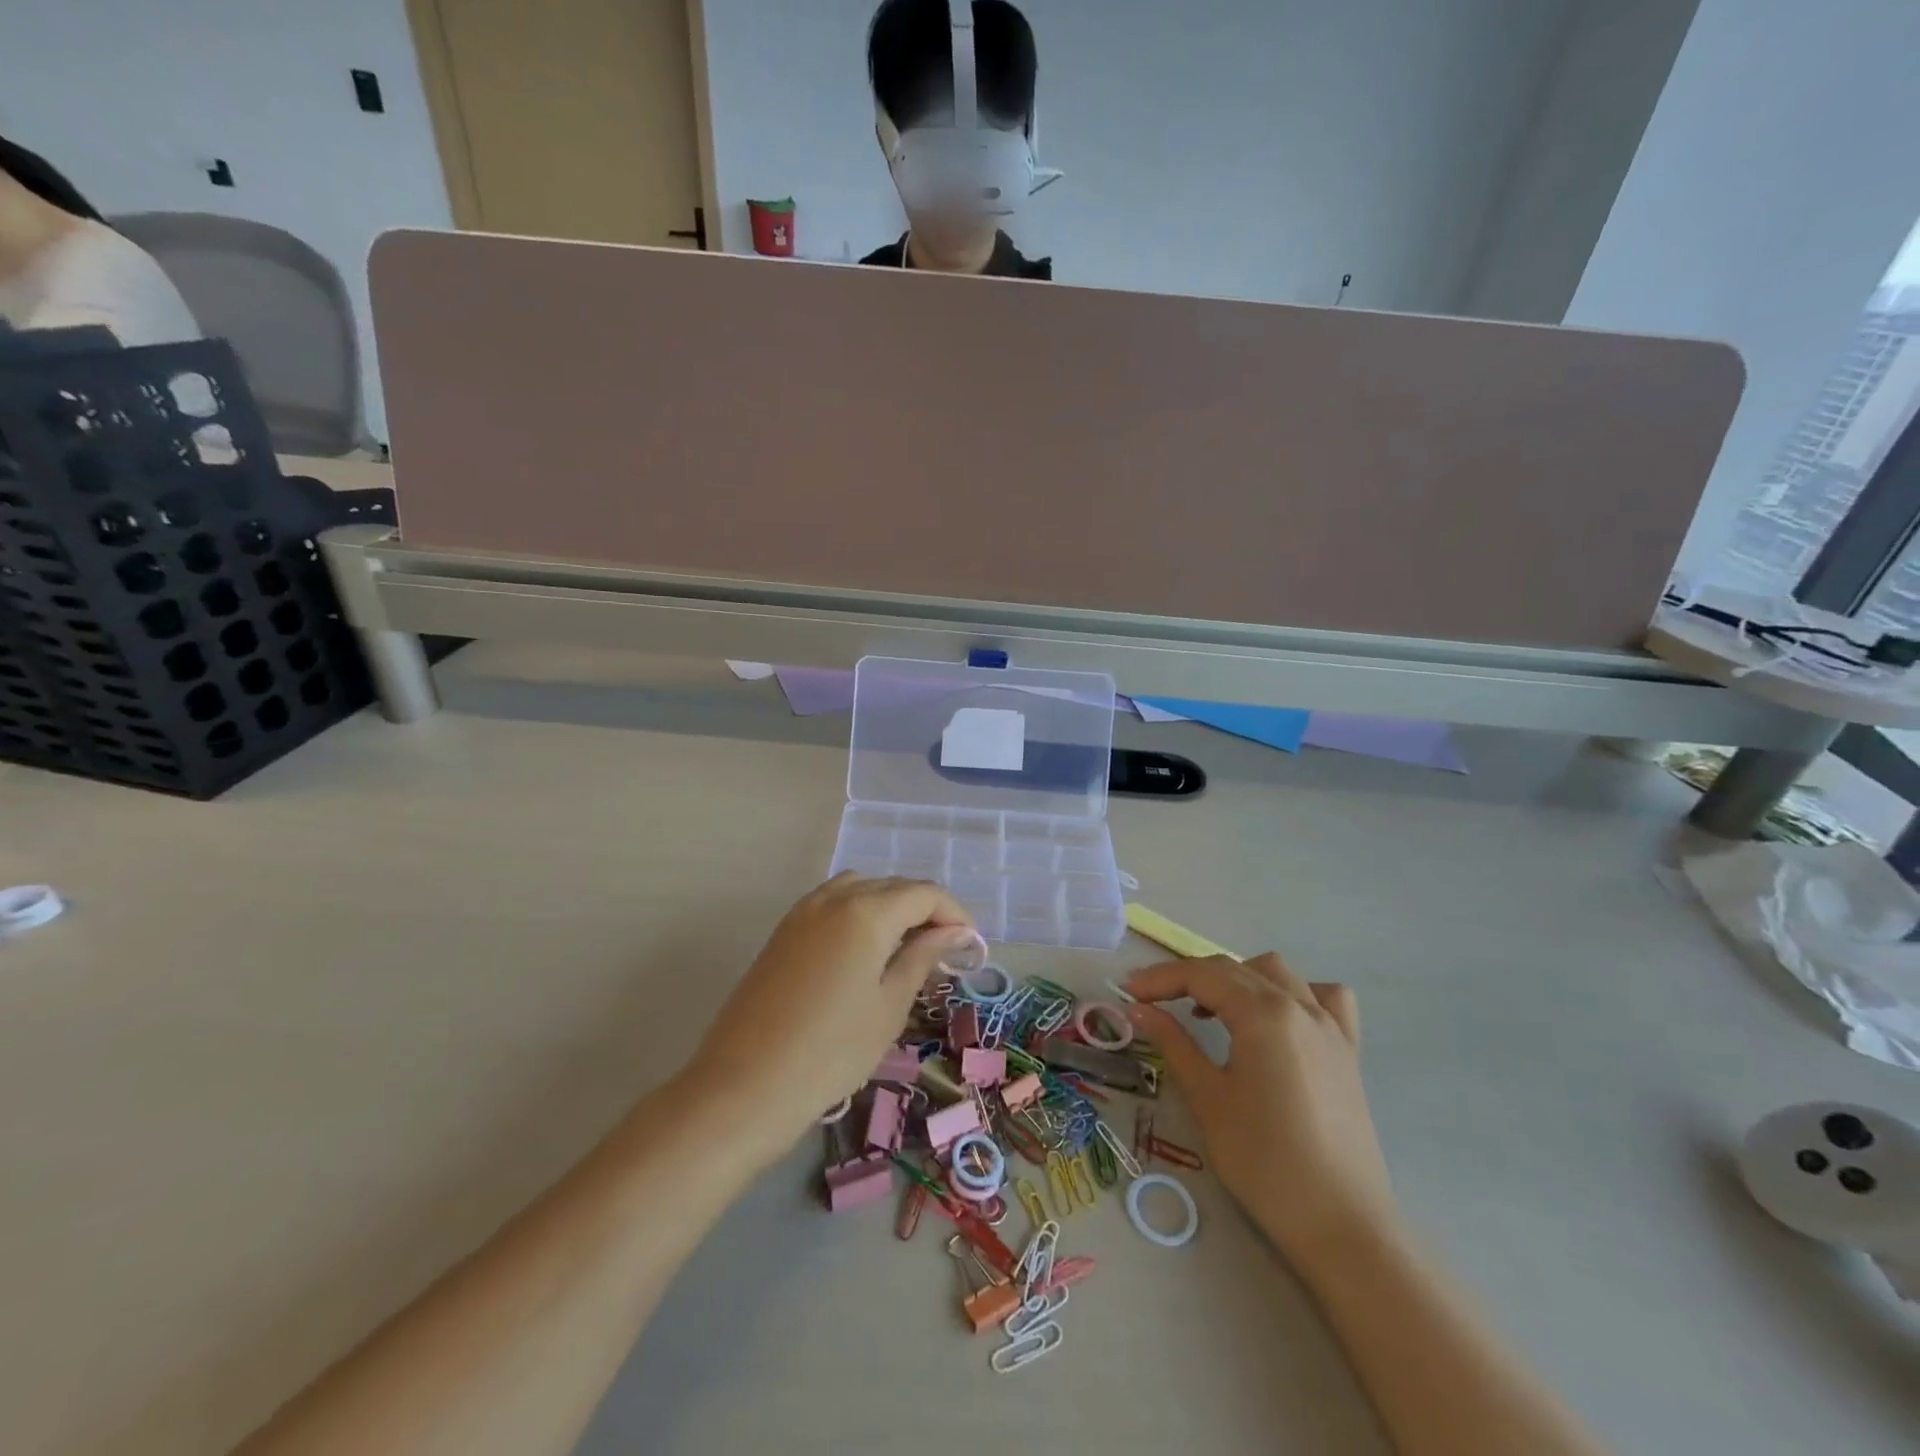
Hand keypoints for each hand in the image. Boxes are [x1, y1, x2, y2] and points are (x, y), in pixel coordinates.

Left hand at [687, 874, 975, 1162]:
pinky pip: (833, 904)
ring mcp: (803, 911)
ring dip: (890, 908)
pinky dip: (859, 914)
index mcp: (867, 911)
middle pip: (893, 887)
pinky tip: (864, 953)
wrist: (744, 1087)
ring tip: (905, 950)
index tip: (970, 946)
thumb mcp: (889, 1006)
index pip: (925, 893)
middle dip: (925, 911)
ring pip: (861, 889)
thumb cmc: (831, 1052)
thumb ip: (922, 958)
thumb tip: (954, 933)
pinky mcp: (783, 931)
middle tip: (943, 953)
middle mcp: (834, 897)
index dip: (954, 914)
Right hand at [1125, 953, 1398, 1267]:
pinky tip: (1277, 1019)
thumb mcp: (1208, 1099)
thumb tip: (1138, 1009)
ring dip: (1237, 979)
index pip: (1202, 976)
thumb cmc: (1265, 1163)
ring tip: (1211, 1011)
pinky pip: (1323, 998)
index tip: (1128, 992)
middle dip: (1189, 978)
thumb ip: (1173, 1043)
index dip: (1160, 978)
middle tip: (1153, 1002)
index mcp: (1264, 1014)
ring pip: (1276, 974)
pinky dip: (1294, 993)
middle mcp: (1300, 1006)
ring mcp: (1330, 1027)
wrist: (1342, 1227)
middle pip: (1234, 969)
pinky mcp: (1348, 1051)